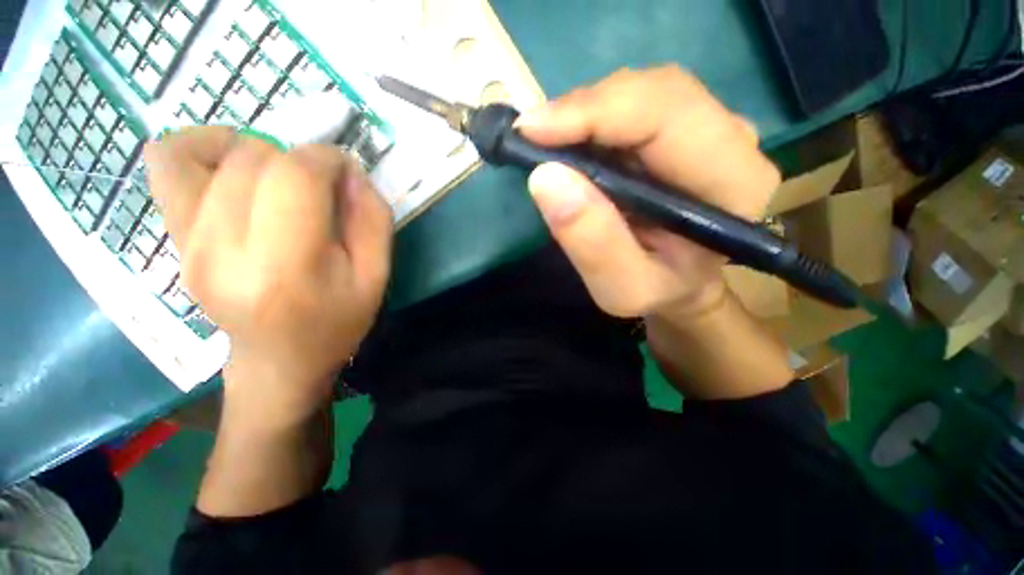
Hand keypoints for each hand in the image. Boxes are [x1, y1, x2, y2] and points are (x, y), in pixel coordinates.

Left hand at [145, 127, 392, 424]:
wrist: (279, 361)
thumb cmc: (337, 321)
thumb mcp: (376, 275)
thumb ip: (372, 218)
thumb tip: (349, 170)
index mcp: (286, 267)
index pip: (295, 176)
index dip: (327, 158)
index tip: (345, 172)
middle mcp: (223, 250)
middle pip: (254, 159)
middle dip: (298, 158)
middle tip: (320, 189)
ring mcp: (187, 244)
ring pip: (205, 151)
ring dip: (253, 150)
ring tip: (278, 179)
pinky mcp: (172, 239)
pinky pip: (167, 164)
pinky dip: (200, 149)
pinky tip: (231, 170)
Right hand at [517, 66, 779, 318]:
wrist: (681, 285)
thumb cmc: (659, 292)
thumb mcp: (623, 289)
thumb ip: (593, 243)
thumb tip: (546, 177)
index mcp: (732, 183)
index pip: (668, 116)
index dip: (596, 113)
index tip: (533, 130)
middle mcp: (732, 141)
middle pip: (655, 92)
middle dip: (584, 108)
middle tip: (532, 135)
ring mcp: (709, 128)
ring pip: (641, 91)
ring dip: (585, 112)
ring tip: (547, 142)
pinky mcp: (683, 128)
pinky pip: (634, 105)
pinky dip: (593, 118)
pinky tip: (569, 141)